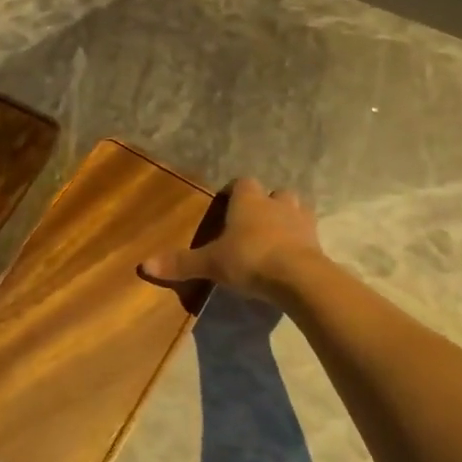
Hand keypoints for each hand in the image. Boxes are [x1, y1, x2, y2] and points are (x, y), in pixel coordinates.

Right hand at [140, 176, 323, 302]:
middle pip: (275, 193)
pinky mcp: (318, 243)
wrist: (298, 278)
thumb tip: (143, 266)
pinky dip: (301, 242)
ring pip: (297, 210)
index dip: (234, 191)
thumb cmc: (249, 259)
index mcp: (249, 201)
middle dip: (266, 203)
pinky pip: (309, 236)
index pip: (242, 183)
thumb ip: (180, 263)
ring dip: (287, 218)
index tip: (225, 203)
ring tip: (275, 236)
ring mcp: (302, 222)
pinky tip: (291, 257)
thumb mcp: (210, 263)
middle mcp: (277, 204)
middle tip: (253, 222)